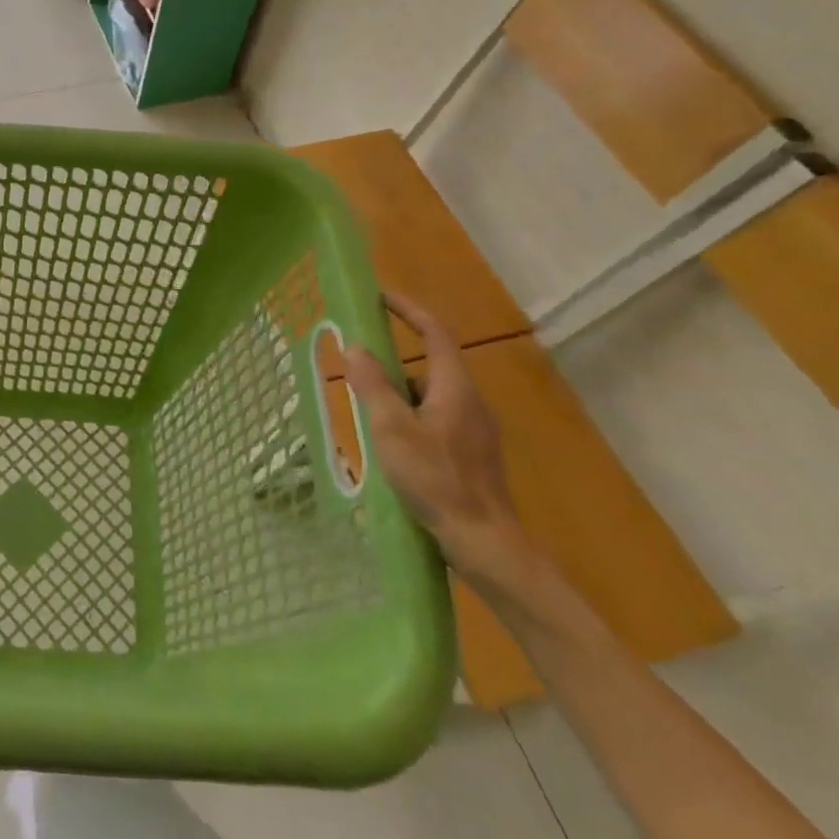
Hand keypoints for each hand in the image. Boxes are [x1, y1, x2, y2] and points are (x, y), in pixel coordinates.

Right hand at [343, 292, 532, 587]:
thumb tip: (355, 347)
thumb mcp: (391, 429)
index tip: (380, 297)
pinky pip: (436, 419)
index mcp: (454, 388)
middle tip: (357, 369)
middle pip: (429, 366)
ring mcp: (475, 430)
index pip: (434, 334)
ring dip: (398, 396)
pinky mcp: (472, 454)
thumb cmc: (435, 479)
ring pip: (430, 396)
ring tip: (366, 414)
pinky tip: (391, 445)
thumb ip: (372, 385)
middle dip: (392, 364)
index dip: (408, 311)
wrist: (483, 541)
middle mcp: (470, 402)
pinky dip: (410, 418)